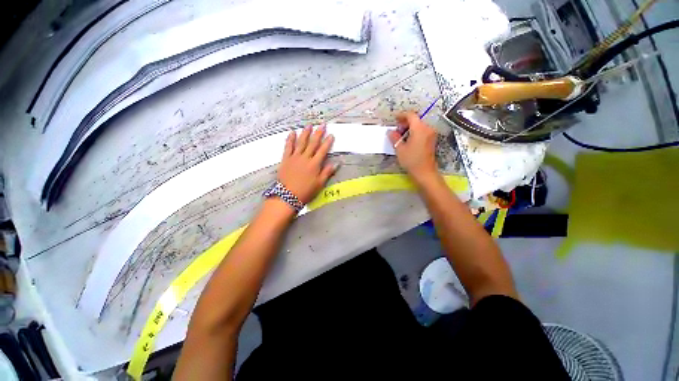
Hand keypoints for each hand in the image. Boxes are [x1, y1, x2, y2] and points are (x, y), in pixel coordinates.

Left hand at [278, 125, 337, 203]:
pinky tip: (292, 132)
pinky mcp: (286, 159)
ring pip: (301, 142)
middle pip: (313, 143)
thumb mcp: (319, 184)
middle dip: (318, 133)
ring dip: (305, 133)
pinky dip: (290, 139)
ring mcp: (294, 157)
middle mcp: (305, 158)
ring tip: (309, 125)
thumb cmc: (305, 191)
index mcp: (314, 164)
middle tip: (322, 125)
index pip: (323, 150)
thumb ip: (327, 172)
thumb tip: (336, 164)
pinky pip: (288, 147)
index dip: (327, 142)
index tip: (331, 135)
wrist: (287, 196)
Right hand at [387, 112, 437, 181]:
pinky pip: (422, 131)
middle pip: (415, 120)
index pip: (411, 115)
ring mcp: (431, 134)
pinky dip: (414, 132)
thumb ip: (394, 138)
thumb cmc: (411, 160)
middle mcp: (427, 129)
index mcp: (419, 129)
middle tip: (396, 130)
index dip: (402, 115)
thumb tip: (390, 132)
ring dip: (409, 128)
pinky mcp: (431, 140)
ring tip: (400, 136)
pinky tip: (407, 140)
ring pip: (419, 125)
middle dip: (405, 123)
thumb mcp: (400, 149)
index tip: (394, 118)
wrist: (424, 172)